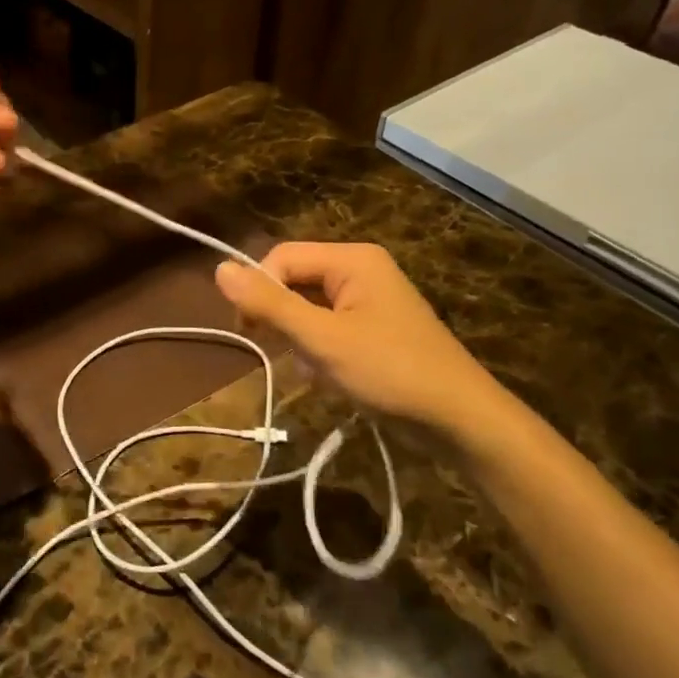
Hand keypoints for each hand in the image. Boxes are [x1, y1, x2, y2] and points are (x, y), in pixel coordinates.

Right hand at [215, 242, 521, 444]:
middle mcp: (361, 270)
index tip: (249, 331)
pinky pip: (329, 328)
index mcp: (352, 259)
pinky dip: (320, 352)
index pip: (282, 257)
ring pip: (309, 309)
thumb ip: (270, 304)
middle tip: (280, 353)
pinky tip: (330, 378)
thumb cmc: (389, 371)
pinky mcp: (375, 330)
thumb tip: (218, 268)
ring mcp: (370, 301)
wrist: (460, 420)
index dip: (259, 289)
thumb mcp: (322, 339)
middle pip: (296, 281)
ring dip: (301, 340)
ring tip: (316, 371)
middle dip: (283, 319)